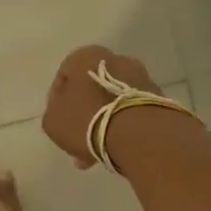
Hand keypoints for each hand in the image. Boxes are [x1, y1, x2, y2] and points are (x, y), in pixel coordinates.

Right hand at [41, 45, 159, 168]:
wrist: (138, 133)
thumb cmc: (87, 120)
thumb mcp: (53, 121)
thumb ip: (54, 113)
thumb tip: (66, 114)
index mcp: (86, 56)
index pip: (64, 76)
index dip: (57, 101)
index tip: (58, 123)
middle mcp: (116, 59)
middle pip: (91, 90)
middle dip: (82, 116)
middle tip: (75, 141)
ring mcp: (141, 78)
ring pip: (112, 103)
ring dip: (101, 125)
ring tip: (94, 154)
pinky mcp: (158, 98)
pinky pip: (131, 114)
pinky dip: (121, 129)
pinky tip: (113, 150)